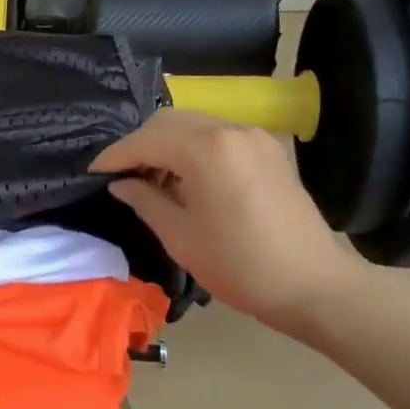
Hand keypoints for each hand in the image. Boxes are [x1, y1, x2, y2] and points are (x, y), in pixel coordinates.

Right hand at [92, 109, 369, 334]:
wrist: (316, 286)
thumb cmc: (240, 266)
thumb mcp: (180, 237)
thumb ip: (145, 201)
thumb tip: (120, 183)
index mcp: (205, 149)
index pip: (145, 141)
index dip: (115, 156)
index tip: (93, 173)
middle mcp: (230, 129)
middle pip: (168, 121)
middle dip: (139, 144)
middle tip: (121, 175)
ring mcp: (254, 136)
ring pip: (194, 123)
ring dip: (167, 143)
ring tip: (152, 178)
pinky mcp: (270, 149)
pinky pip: (219, 135)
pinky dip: (194, 147)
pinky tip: (187, 178)